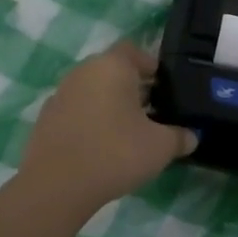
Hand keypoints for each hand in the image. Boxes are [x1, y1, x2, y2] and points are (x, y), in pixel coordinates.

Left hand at [18, 42, 197, 213]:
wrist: (57, 186)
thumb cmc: (116, 153)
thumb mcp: (160, 147)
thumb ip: (180, 137)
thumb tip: (191, 136)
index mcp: (112, 66)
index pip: (134, 51)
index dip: (151, 66)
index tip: (166, 88)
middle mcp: (83, 72)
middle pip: (113, 70)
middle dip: (133, 87)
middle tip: (153, 112)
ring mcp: (60, 94)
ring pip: (93, 91)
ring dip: (110, 104)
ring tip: (129, 132)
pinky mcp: (46, 119)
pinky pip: (77, 111)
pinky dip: (90, 121)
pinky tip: (102, 147)